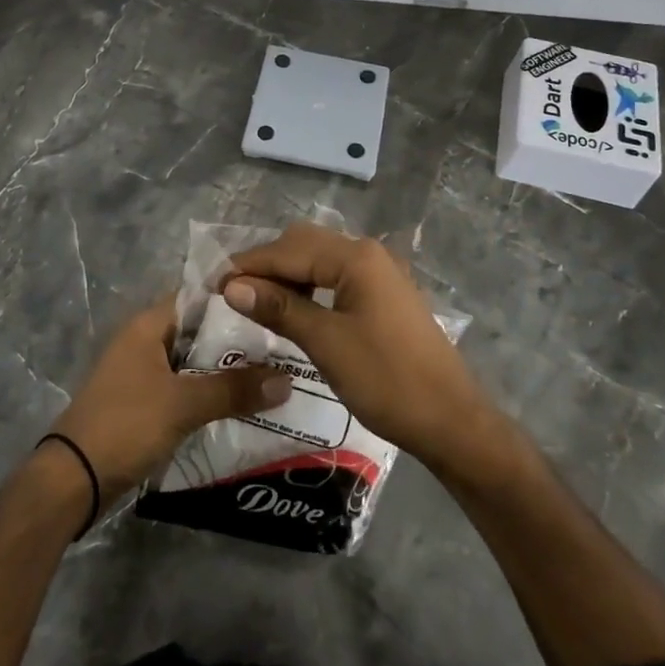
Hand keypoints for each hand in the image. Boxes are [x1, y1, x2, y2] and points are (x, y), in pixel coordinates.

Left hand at [49, 301, 289, 505]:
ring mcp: (142, 373)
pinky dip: (209, 393)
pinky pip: (185, 388)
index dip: (235, 299)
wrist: (73, 480)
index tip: (274, 306)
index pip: (199, 297)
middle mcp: (145, 340)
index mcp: (148, 325)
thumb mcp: (183, 404)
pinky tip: (241, 404)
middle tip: (283, 345)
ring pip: (193, 362)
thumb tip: (287, 379)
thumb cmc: (126, 424)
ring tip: (272, 374)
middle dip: (237, 340)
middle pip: (199, 331)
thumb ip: (234, 389)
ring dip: (225, 369)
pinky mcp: (143, 402)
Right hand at [223, 223, 491, 464]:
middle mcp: (368, 253)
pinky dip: (310, 288)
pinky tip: (294, 311)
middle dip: (267, 265)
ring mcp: (380, 273)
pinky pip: (336, 277)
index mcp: (355, 257)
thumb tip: (232, 287)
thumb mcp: (326, 343)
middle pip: (304, 244)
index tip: (213, 284)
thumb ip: (279, 308)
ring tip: (257, 303)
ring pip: (320, 260)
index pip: (288, 250)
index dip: (249, 265)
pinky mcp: (384, 295)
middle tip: (233, 294)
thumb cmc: (386, 380)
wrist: (451, 420)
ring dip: (287, 276)